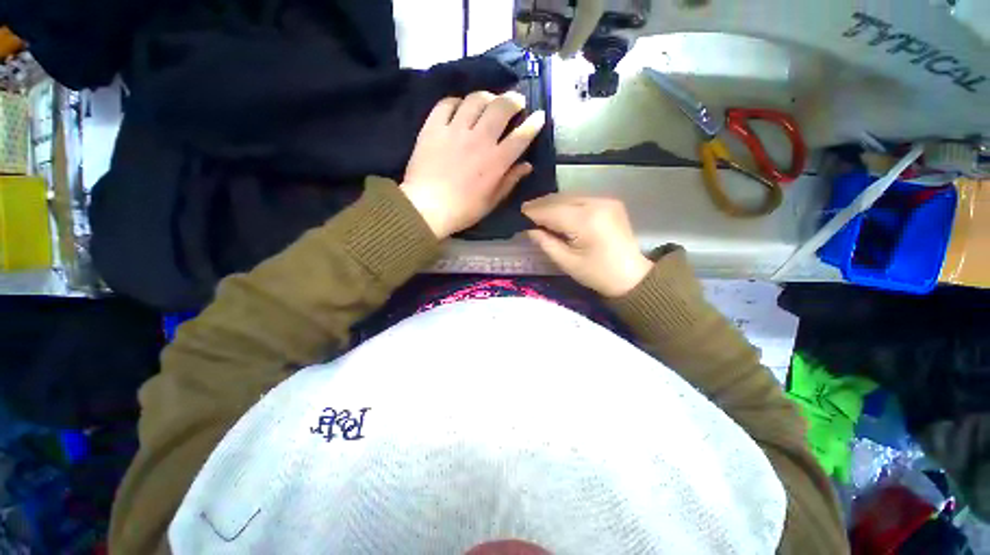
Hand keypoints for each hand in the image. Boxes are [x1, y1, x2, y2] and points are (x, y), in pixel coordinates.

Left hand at [401, 91, 545, 238]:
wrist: (426, 209)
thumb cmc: (463, 210)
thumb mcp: (491, 201)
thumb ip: (510, 181)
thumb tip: (527, 165)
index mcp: (496, 161)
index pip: (521, 136)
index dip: (533, 123)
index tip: (539, 116)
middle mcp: (479, 140)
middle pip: (501, 108)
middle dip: (513, 100)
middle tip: (516, 101)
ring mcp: (455, 130)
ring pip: (475, 100)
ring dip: (487, 97)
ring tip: (489, 101)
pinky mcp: (433, 127)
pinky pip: (447, 103)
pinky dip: (456, 102)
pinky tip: (460, 108)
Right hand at [522, 195, 652, 297]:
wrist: (632, 276)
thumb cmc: (597, 274)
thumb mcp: (567, 262)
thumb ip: (545, 242)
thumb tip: (529, 228)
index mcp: (586, 221)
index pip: (551, 211)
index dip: (533, 212)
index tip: (518, 215)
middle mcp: (596, 203)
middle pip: (560, 199)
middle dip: (541, 205)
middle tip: (525, 213)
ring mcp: (605, 200)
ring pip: (570, 196)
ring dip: (553, 203)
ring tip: (538, 213)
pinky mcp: (610, 202)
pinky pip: (581, 198)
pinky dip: (566, 203)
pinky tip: (558, 212)